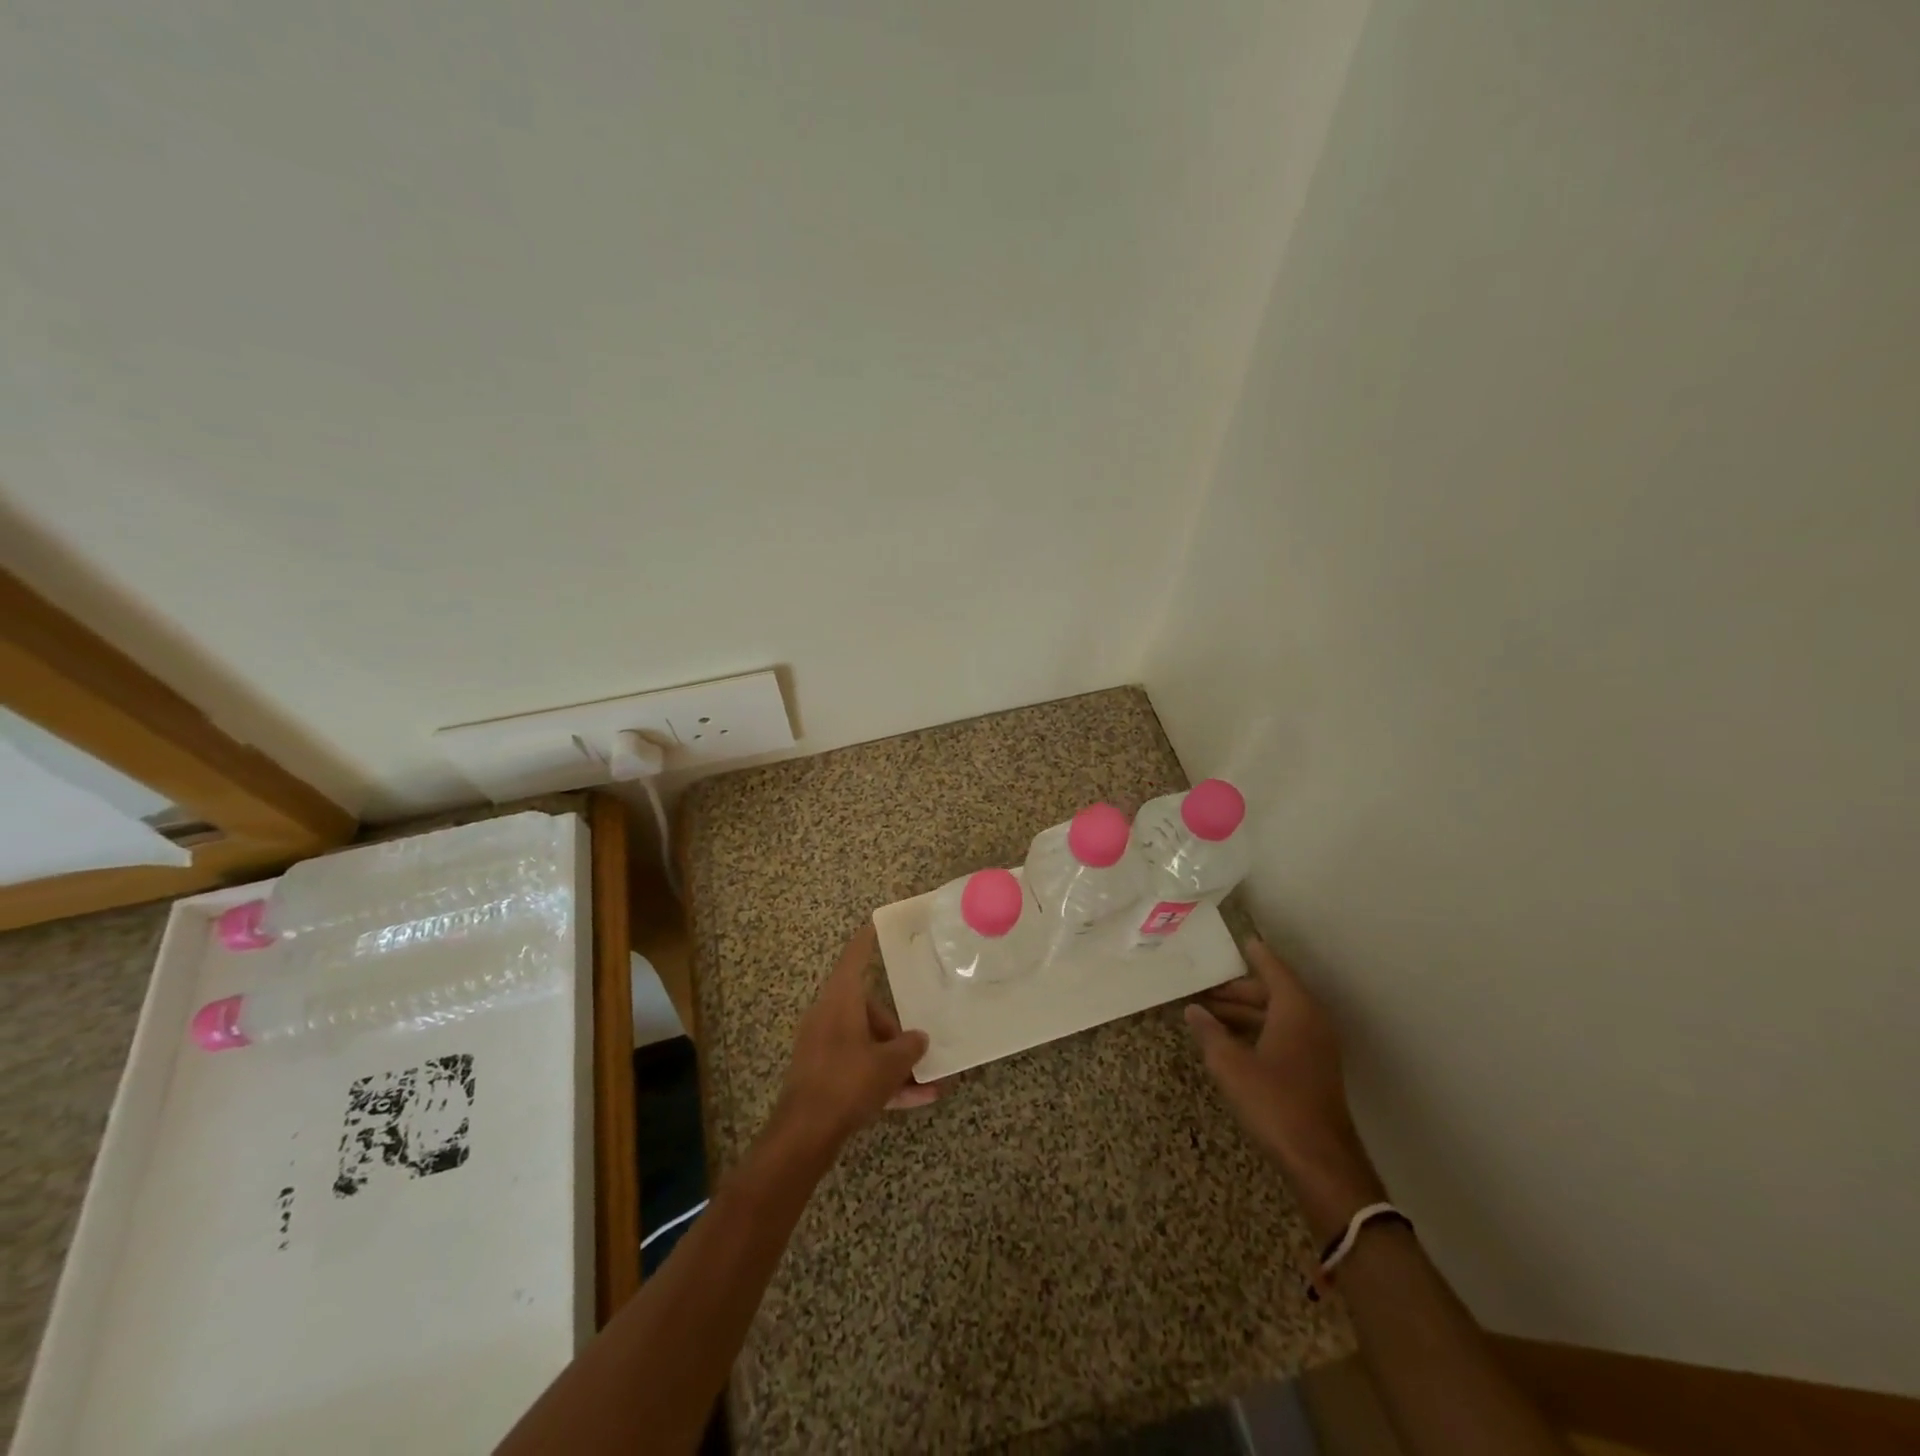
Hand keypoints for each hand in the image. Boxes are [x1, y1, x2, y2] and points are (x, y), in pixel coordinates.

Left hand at [771, 924, 937, 1159]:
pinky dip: (882, 1079)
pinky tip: (915, 1100)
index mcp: (840, 1001)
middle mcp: (828, 1016)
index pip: (854, 958)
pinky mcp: (822, 1074)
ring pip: (865, 1042)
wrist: (804, 1133)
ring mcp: (822, 1046)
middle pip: (866, 1008)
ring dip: (895, 1060)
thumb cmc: (847, 1082)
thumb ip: (910, 1047)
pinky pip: (858, 1067)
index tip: (874, 923)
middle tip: (918, 1047)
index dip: (866, 940)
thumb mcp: (889, 1064)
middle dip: (895, 1028)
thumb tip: (918, 1039)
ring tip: (927, 1083)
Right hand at [1186, 939, 1386, 1240]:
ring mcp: (1316, 1046)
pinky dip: (1257, 1029)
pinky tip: (1231, 1040)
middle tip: (1203, 987)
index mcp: (1295, 1009)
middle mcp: (1310, 1020)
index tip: (1238, 939)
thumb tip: (1193, 1011)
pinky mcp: (1314, 1069)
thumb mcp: (1230, 1065)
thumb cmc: (1274, 1102)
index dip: (1253, 953)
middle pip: (1272, 991)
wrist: (1320, 1161)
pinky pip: (1282, 1033)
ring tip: (1208, 1013)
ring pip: (1276, 1015)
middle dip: (1237, 989)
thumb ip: (1209, 1033)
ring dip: (1245, 1012)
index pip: (1271, 968)